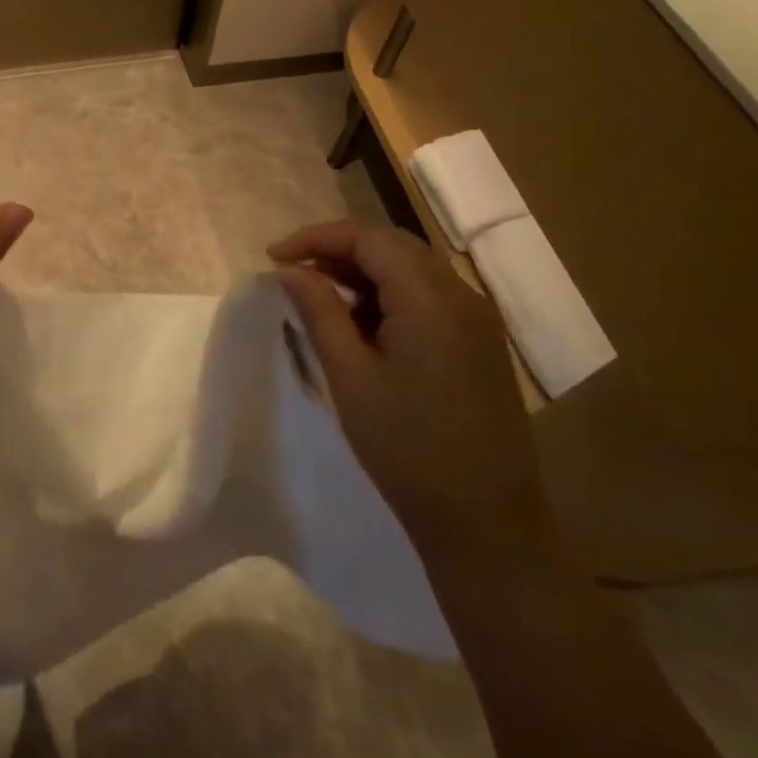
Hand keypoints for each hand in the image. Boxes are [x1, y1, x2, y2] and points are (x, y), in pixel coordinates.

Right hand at [268, 220, 557, 560]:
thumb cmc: (407, 446)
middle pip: (394, 247)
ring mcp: (476, 321)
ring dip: (361, 273)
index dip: (317, 238)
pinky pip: (427, 298)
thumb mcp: (350, 375)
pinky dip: (386, 297)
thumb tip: (290, 271)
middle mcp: (463, 297)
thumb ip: (319, 313)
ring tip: (316, 299)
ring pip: (411, 270)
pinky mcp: (478, 343)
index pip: (370, 238)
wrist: (484, 519)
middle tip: (291, 273)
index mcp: (432, 300)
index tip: (274, 258)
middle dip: (337, 250)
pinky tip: (359, 327)